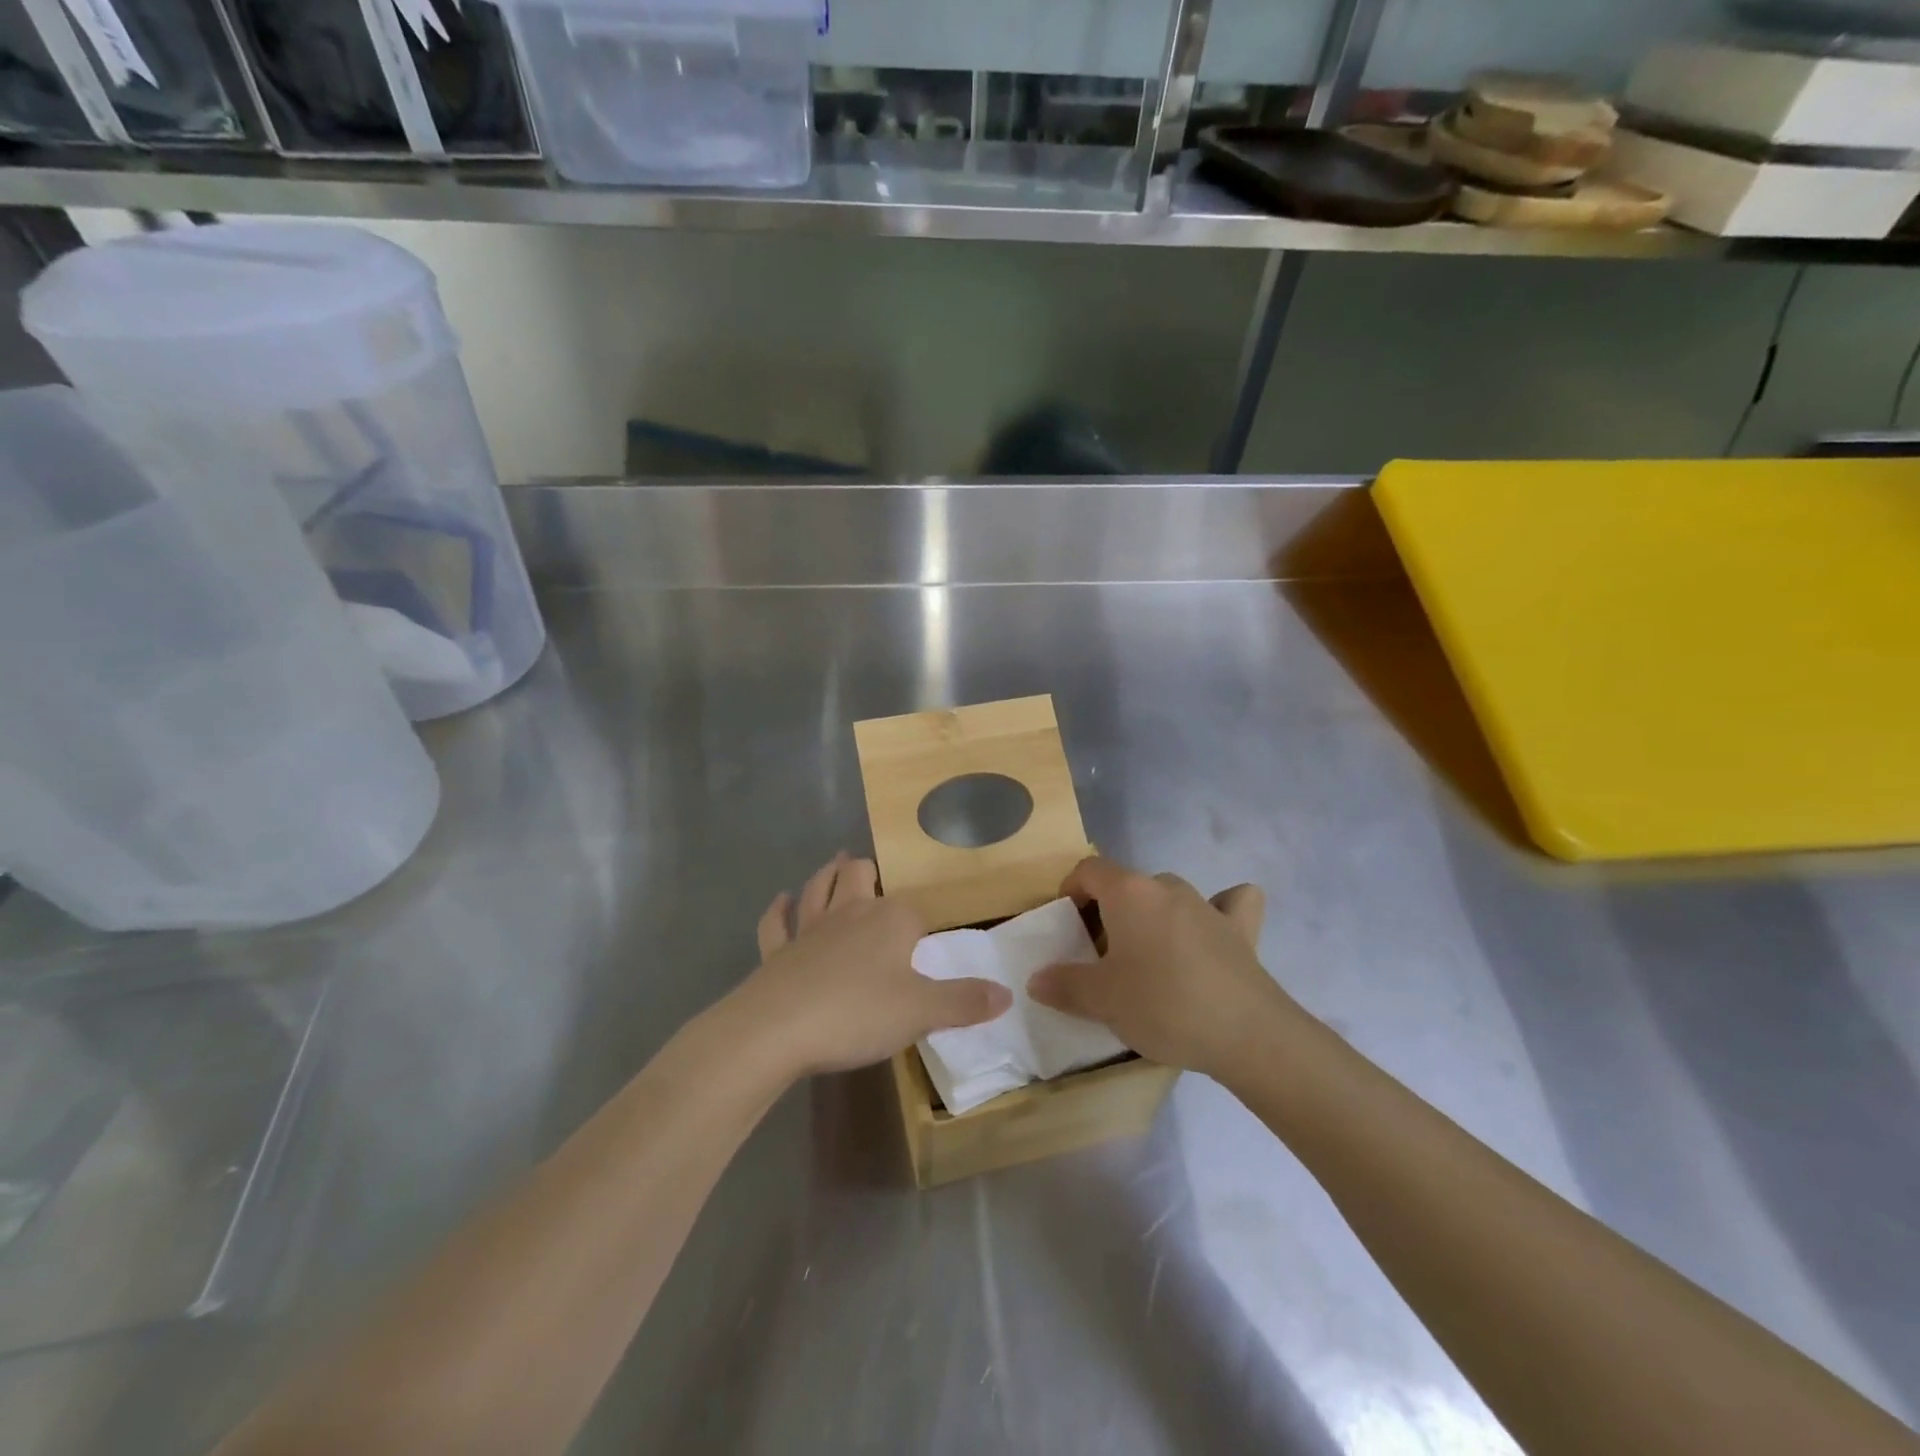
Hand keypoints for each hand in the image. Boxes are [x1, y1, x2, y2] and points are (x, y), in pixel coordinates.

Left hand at [732, 855, 1012, 1076]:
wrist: (778, 1029)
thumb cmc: (858, 1012)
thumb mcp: (922, 1012)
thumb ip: (964, 1001)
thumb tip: (1007, 993)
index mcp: (890, 920)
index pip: (913, 910)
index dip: (920, 923)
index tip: (925, 939)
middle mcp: (850, 913)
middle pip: (856, 877)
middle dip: (864, 871)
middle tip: (868, 869)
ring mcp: (808, 929)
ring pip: (817, 889)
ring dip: (825, 875)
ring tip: (834, 863)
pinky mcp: (777, 952)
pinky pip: (776, 924)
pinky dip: (779, 910)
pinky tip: (781, 901)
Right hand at [1028, 856, 1294, 1077]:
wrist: (1246, 1034)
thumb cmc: (1162, 1005)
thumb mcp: (1101, 1000)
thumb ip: (1064, 985)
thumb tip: (1037, 979)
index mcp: (1129, 892)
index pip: (1089, 869)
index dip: (1070, 891)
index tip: (1066, 926)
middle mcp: (1167, 887)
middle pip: (1127, 886)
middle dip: (1109, 912)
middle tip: (1101, 957)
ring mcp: (1208, 905)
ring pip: (1168, 897)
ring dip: (1152, 917)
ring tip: (1147, 958)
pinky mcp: (1242, 929)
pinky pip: (1228, 905)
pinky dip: (1218, 911)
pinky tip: (1212, 931)